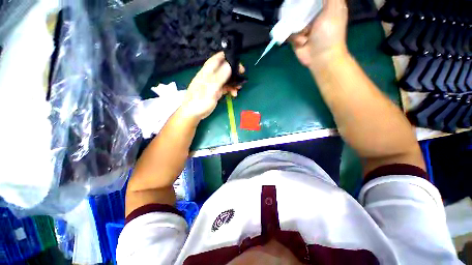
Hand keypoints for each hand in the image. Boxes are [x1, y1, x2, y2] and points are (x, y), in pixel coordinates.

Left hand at [180, 52, 244, 120]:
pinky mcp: (216, 91)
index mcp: (208, 72)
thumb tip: (229, 65)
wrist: (194, 113)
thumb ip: (220, 77)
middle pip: (224, 68)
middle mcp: (211, 76)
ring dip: (233, 82)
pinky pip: (225, 87)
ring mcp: (214, 84)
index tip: (237, 59)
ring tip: (239, 87)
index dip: (227, 56)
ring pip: (226, 78)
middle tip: (242, 74)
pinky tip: (234, 94)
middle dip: (234, 70)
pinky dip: (230, 89)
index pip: (218, 59)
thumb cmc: (200, 100)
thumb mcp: (211, 88)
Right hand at [290, 0, 348, 67]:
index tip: (299, 1)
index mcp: (324, 6)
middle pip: (300, 5)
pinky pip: (288, 32)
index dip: (305, 0)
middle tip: (302, 19)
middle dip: (297, 9)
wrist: (321, 59)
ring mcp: (303, 27)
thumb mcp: (333, 9)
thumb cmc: (330, 34)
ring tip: (306, 34)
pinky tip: (302, 42)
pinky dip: (294, 37)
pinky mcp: (296, 38)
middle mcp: (313, 15)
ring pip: (292, 19)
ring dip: (297, 26)